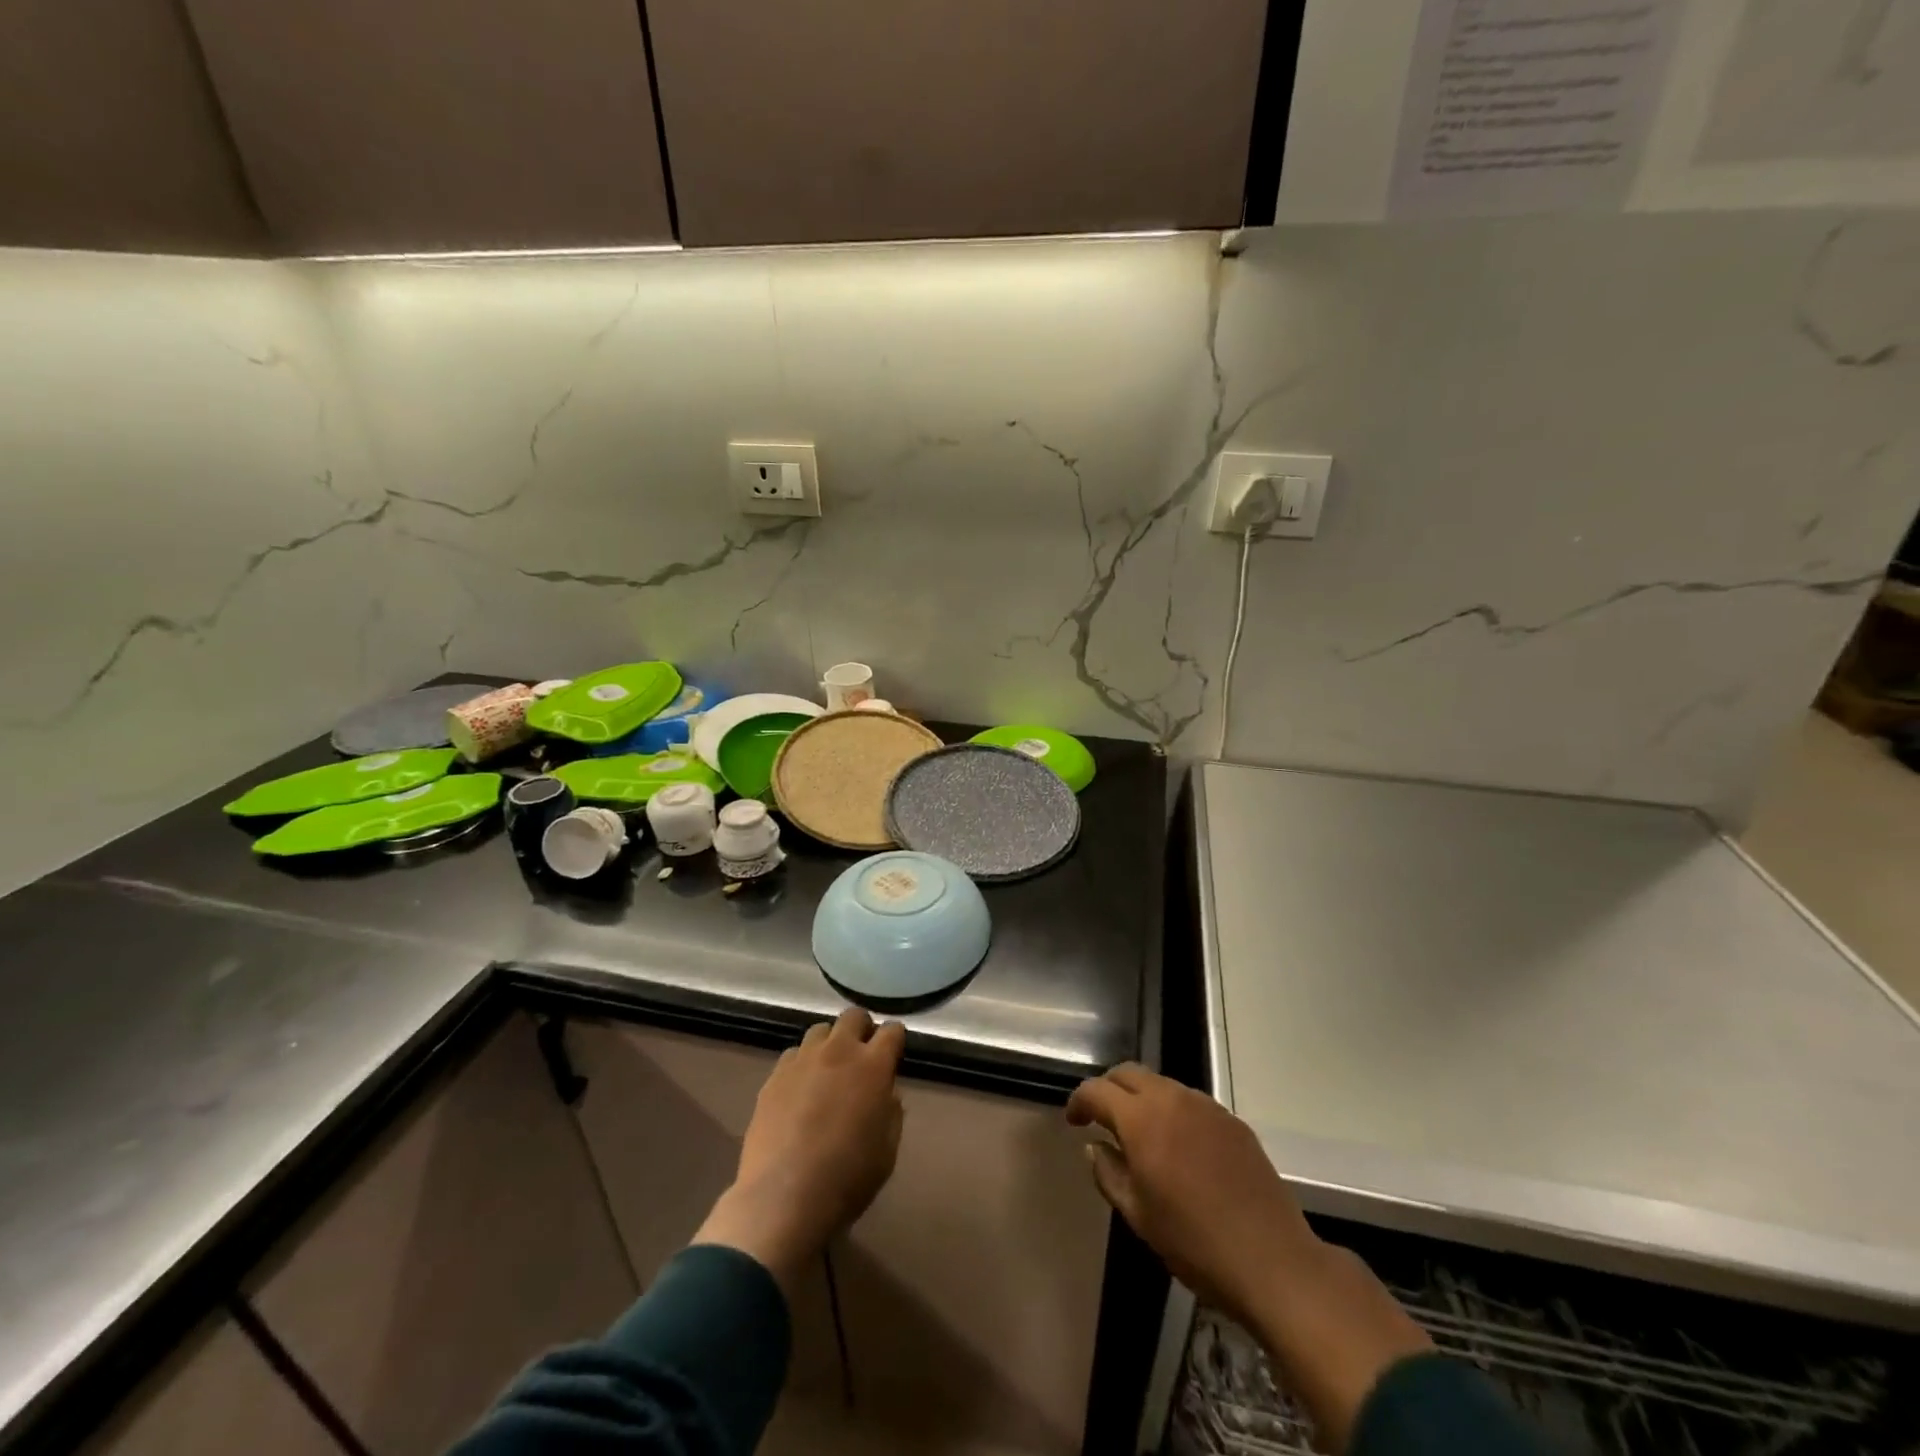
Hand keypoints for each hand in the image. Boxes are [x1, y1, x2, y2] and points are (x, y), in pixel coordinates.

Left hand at [694, 1009, 905, 1292]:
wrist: (784, 1197)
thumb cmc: (847, 1178)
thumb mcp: (887, 1151)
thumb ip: (891, 1113)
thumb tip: (886, 1093)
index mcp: (873, 1066)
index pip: (892, 1031)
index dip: (895, 1040)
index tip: (893, 1054)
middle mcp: (839, 1051)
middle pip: (853, 1017)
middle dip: (862, 1029)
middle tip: (862, 1056)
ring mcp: (803, 1060)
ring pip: (820, 1031)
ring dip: (830, 1044)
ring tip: (828, 1071)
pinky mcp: (775, 1075)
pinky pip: (793, 1055)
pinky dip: (802, 1064)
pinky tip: (800, 1090)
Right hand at [1067, 1064, 1428, 1451]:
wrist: (1273, 1260)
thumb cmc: (1195, 1243)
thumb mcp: (1139, 1216)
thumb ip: (1108, 1173)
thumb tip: (1093, 1146)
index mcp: (1142, 1120)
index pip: (1097, 1090)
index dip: (1079, 1100)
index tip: (1072, 1120)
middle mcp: (1172, 1099)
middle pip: (1128, 1073)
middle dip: (1108, 1088)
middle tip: (1100, 1117)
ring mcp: (1206, 1106)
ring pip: (1161, 1083)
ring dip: (1141, 1097)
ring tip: (1138, 1131)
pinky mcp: (1232, 1120)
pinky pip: (1190, 1100)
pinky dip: (1171, 1109)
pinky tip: (1177, 1143)